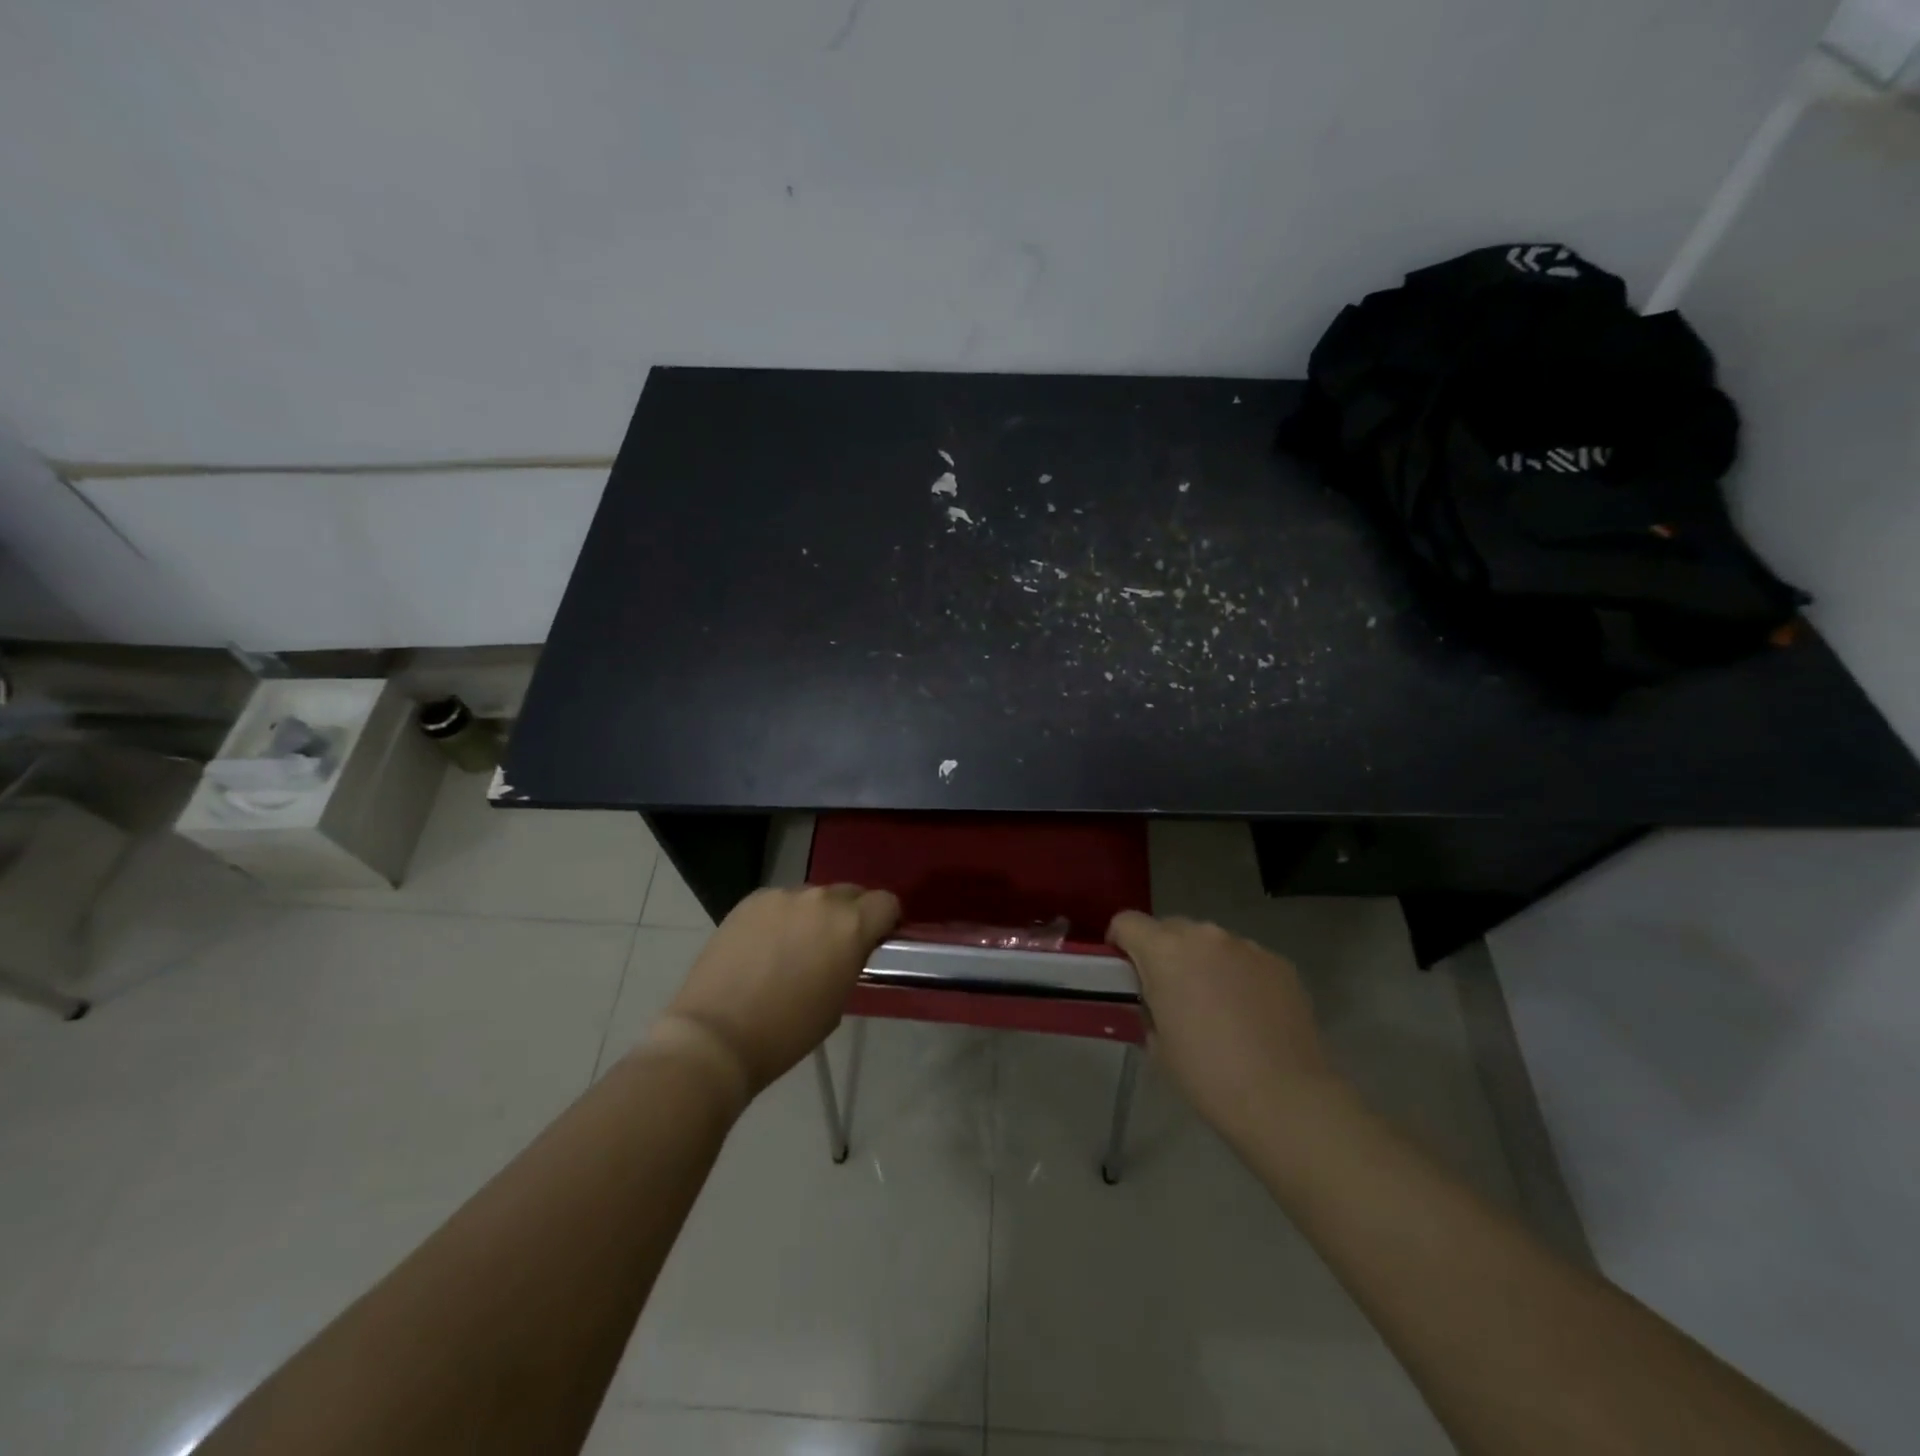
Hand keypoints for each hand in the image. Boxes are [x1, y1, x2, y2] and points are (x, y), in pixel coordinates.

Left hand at [650, 884, 899, 1103]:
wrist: (717, 1036)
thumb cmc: (788, 1031)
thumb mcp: (839, 1000)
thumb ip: (851, 961)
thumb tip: (851, 949)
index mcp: (851, 925)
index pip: (886, 903)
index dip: (886, 922)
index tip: (876, 941)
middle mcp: (821, 900)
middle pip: (850, 893)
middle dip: (850, 915)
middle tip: (835, 947)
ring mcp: (782, 896)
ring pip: (812, 897)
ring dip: (813, 916)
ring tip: (794, 948)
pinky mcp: (750, 901)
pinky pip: (779, 902)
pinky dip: (781, 918)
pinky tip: (765, 947)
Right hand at [1107, 911, 1339, 1137]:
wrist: (1283, 1098)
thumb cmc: (1206, 1074)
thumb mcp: (1156, 1043)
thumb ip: (1149, 1005)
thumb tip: (1157, 999)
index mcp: (1164, 951)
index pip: (1127, 922)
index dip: (1120, 941)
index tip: (1124, 969)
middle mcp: (1204, 936)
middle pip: (1171, 928)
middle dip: (1163, 952)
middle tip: (1170, 992)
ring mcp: (1246, 946)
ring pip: (1211, 943)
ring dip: (1204, 962)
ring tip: (1216, 1005)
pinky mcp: (1279, 962)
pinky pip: (1245, 959)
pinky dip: (1239, 975)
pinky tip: (1250, 1013)